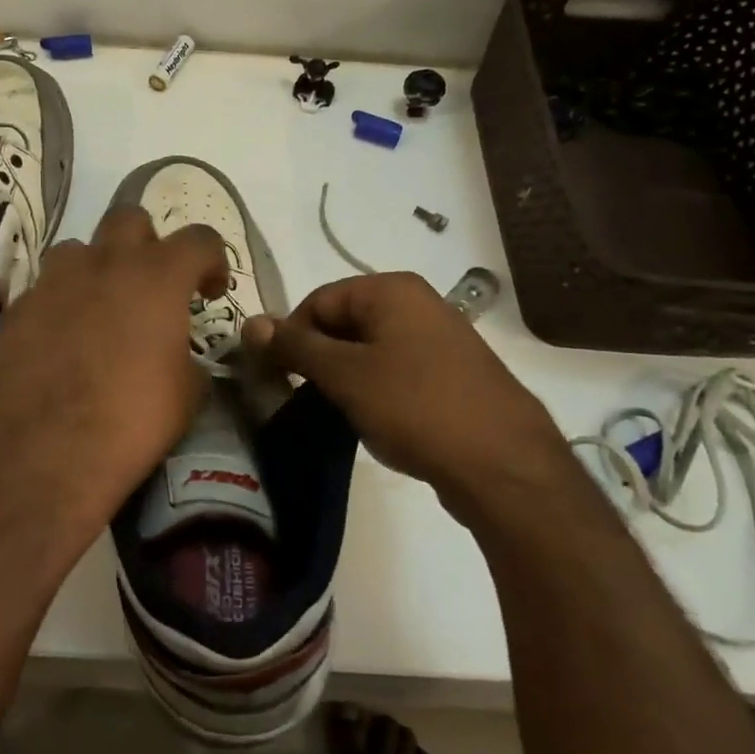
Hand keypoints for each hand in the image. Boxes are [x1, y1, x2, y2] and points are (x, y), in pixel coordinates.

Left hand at [0, 205, 229, 540]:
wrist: (49, 451)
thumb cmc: (133, 420)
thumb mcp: (188, 393)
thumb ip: (188, 357)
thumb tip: (179, 356)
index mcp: (158, 277)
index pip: (199, 238)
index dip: (212, 260)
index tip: (210, 291)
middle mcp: (106, 264)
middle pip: (130, 219)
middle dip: (147, 243)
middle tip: (152, 284)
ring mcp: (56, 281)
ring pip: (79, 248)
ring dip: (96, 268)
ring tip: (99, 307)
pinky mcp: (20, 307)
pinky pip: (46, 288)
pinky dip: (61, 303)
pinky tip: (61, 340)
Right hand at [244, 273, 566, 519]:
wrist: (503, 464)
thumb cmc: (414, 406)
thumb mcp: (345, 374)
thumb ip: (295, 346)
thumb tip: (251, 323)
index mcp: (391, 289)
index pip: (318, 300)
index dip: (291, 336)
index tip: (278, 377)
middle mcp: (418, 303)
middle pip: (345, 322)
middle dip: (319, 357)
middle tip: (306, 397)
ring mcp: (440, 338)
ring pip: (371, 349)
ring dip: (346, 377)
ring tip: (340, 413)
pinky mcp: (453, 374)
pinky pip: (398, 370)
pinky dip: (377, 390)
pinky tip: (376, 421)